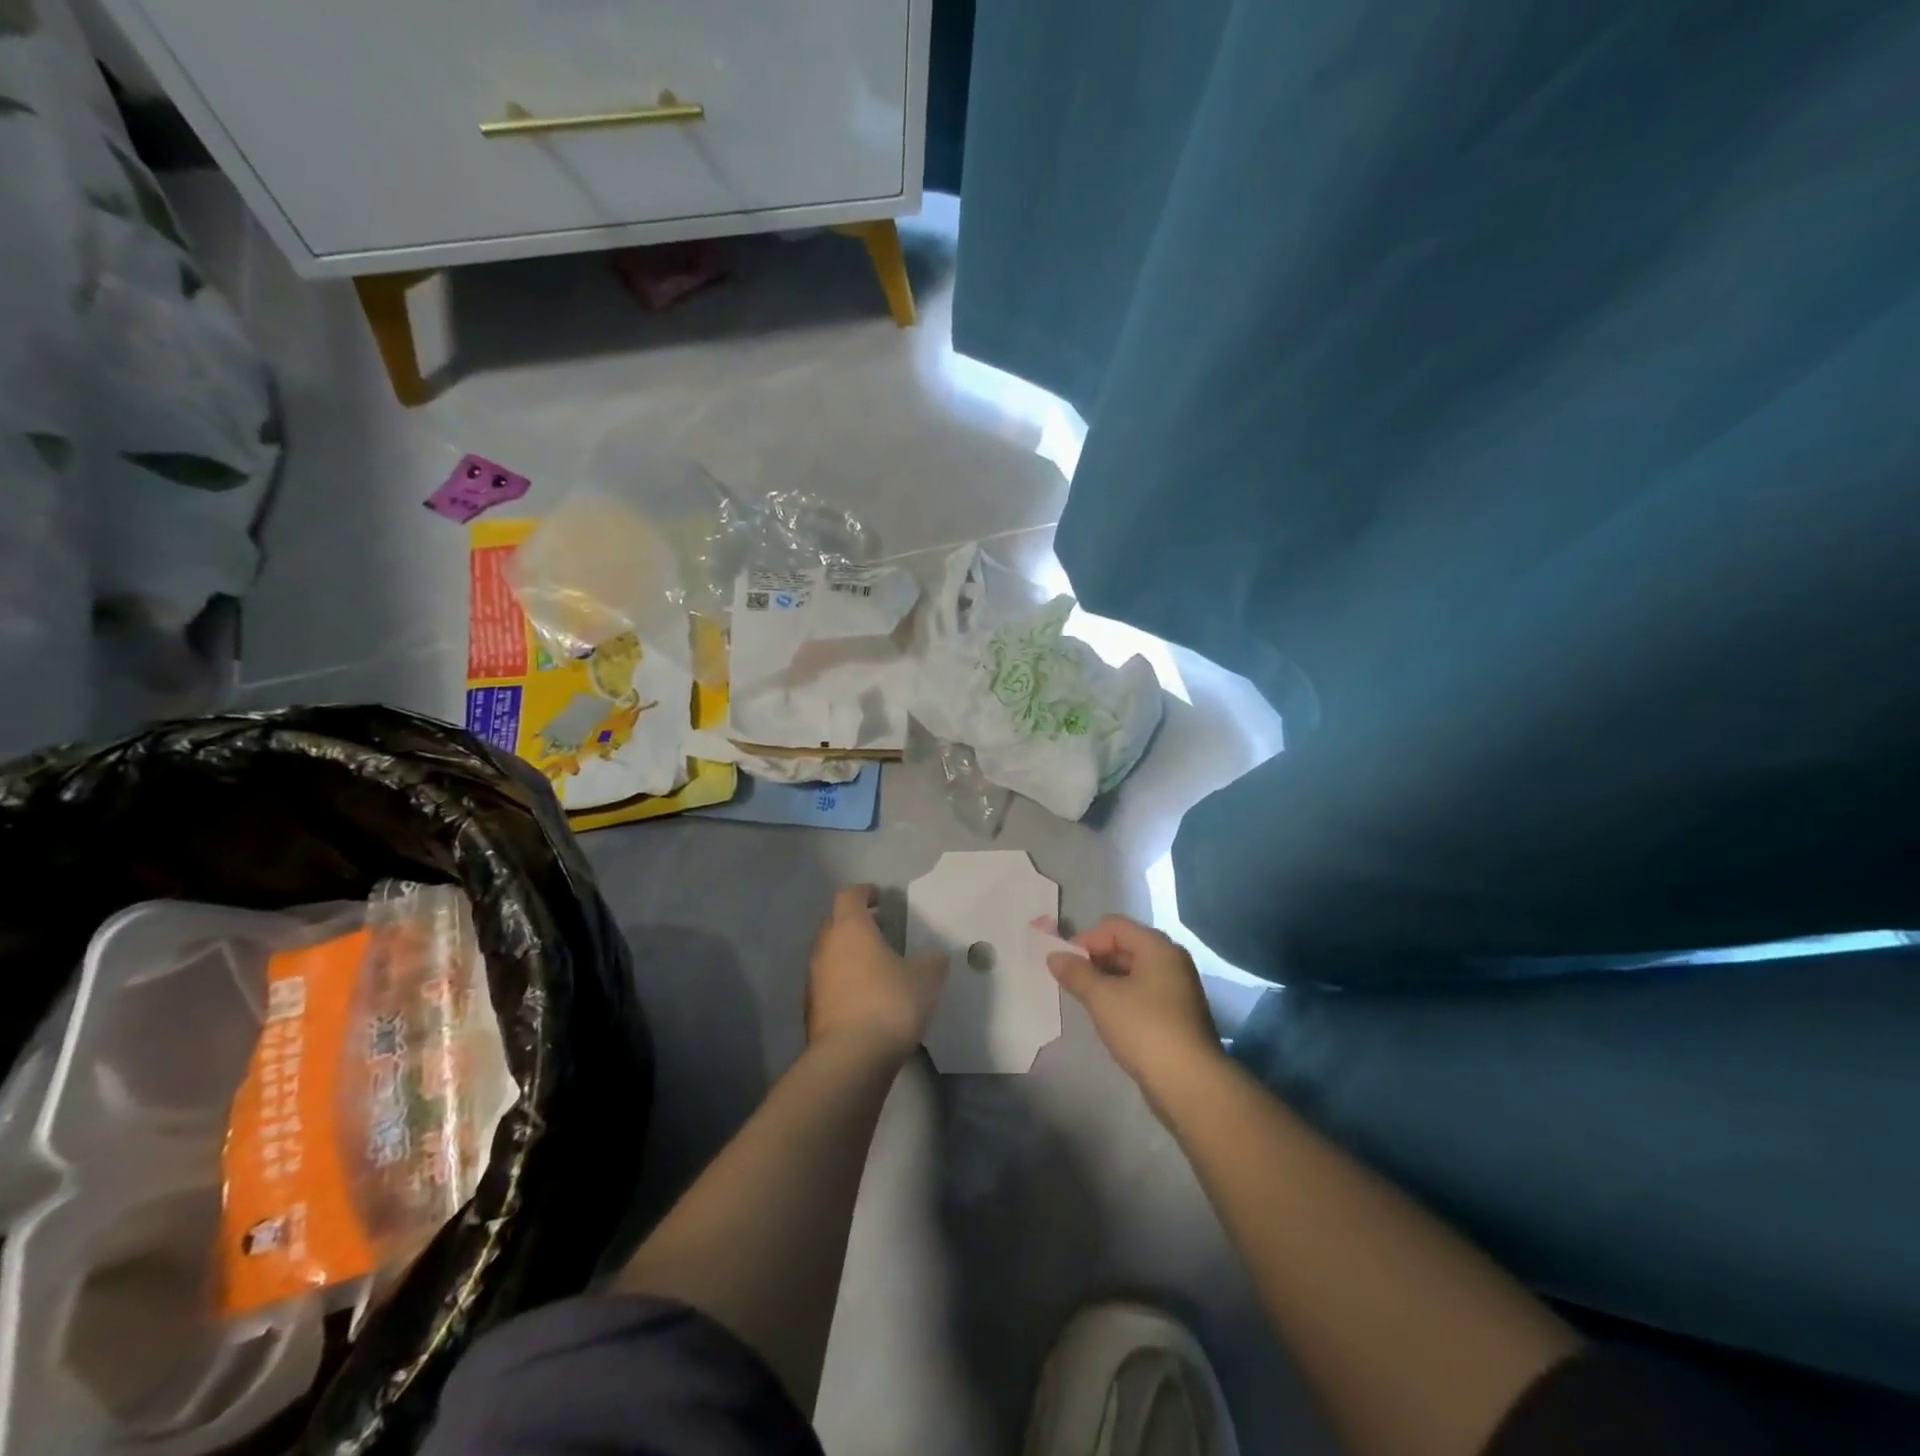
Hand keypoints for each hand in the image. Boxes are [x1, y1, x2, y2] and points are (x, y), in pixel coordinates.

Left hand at [807, 886, 947, 1059]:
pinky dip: (844, 983)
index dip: (865, 893)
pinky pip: (829, 984)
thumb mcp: (926, 979)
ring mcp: (814, 980)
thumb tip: (934, 955)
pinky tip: (866, 999)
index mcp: (851, 929)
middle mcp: (826, 947)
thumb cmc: (889, 1004)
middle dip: (856, 924)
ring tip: (876, 967)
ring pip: (830, 955)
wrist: (850, 1059)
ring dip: (849, 955)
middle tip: (881, 930)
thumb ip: (932, 961)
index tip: (880, 897)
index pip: (850, 896)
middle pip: (835, 923)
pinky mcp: (811, 1010)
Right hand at [1048, 916, 1221, 1093]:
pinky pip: (1144, 993)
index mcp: (1157, 947)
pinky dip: (1123, 998)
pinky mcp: (1178, 1016)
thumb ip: (1076, 973)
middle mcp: (1172, 961)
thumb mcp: (1102, 998)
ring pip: (1134, 972)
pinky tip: (1110, 1018)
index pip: (1114, 926)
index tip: (1067, 965)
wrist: (1189, 1083)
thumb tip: (1054, 955)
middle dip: (1095, 959)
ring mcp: (1178, 989)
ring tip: (1087, 1001)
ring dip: (1108, 980)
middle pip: (1125, 945)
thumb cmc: (1144, 1028)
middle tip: (1073, 982)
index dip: (1086, 940)